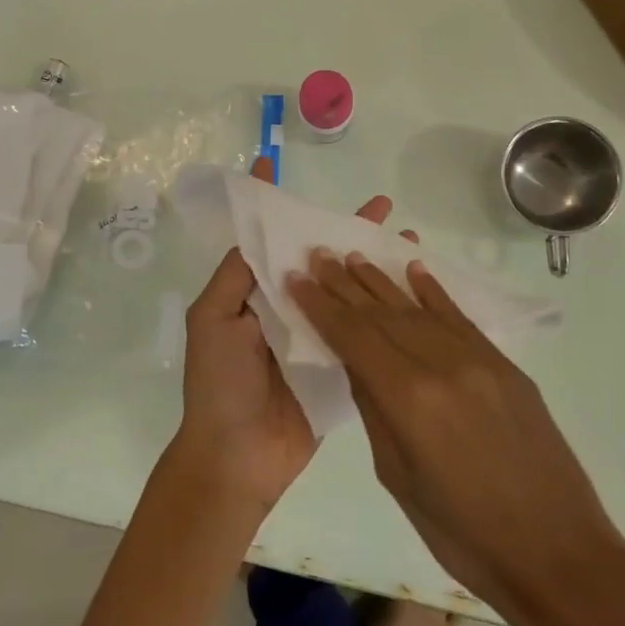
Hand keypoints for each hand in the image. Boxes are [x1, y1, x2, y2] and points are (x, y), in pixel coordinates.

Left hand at [177, 158, 411, 509]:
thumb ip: (235, 276)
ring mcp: (315, 339)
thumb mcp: (211, 320)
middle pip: (320, 261)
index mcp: (254, 294)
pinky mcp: (338, 368)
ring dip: (375, 266)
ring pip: (347, 292)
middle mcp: (286, 309)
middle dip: (348, 232)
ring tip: (410, 242)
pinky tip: (412, 293)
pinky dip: (384, 311)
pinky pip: (361, 333)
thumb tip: (258, 233)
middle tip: (386, 207)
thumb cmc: (218, 384)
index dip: (277, 207)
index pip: (269, 241)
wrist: (237, 459)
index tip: (281, 166)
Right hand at [286, 251, 624, 625]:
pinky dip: (435, 293)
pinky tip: (415, 270)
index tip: (297, 278)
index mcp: (409, 399)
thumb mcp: (398, 478)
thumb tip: (358, 364)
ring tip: (354, 256)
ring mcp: (480, 361)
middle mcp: (443, 365)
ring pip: (420, 309)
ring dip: (383, 281)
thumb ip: (375, 411)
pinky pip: (461, 319)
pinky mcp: (506, 367)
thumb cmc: (464, 535)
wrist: (558, 554)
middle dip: (345, 284)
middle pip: (383, 314)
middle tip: (318, 256)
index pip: (354, 336)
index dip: (322, 306)